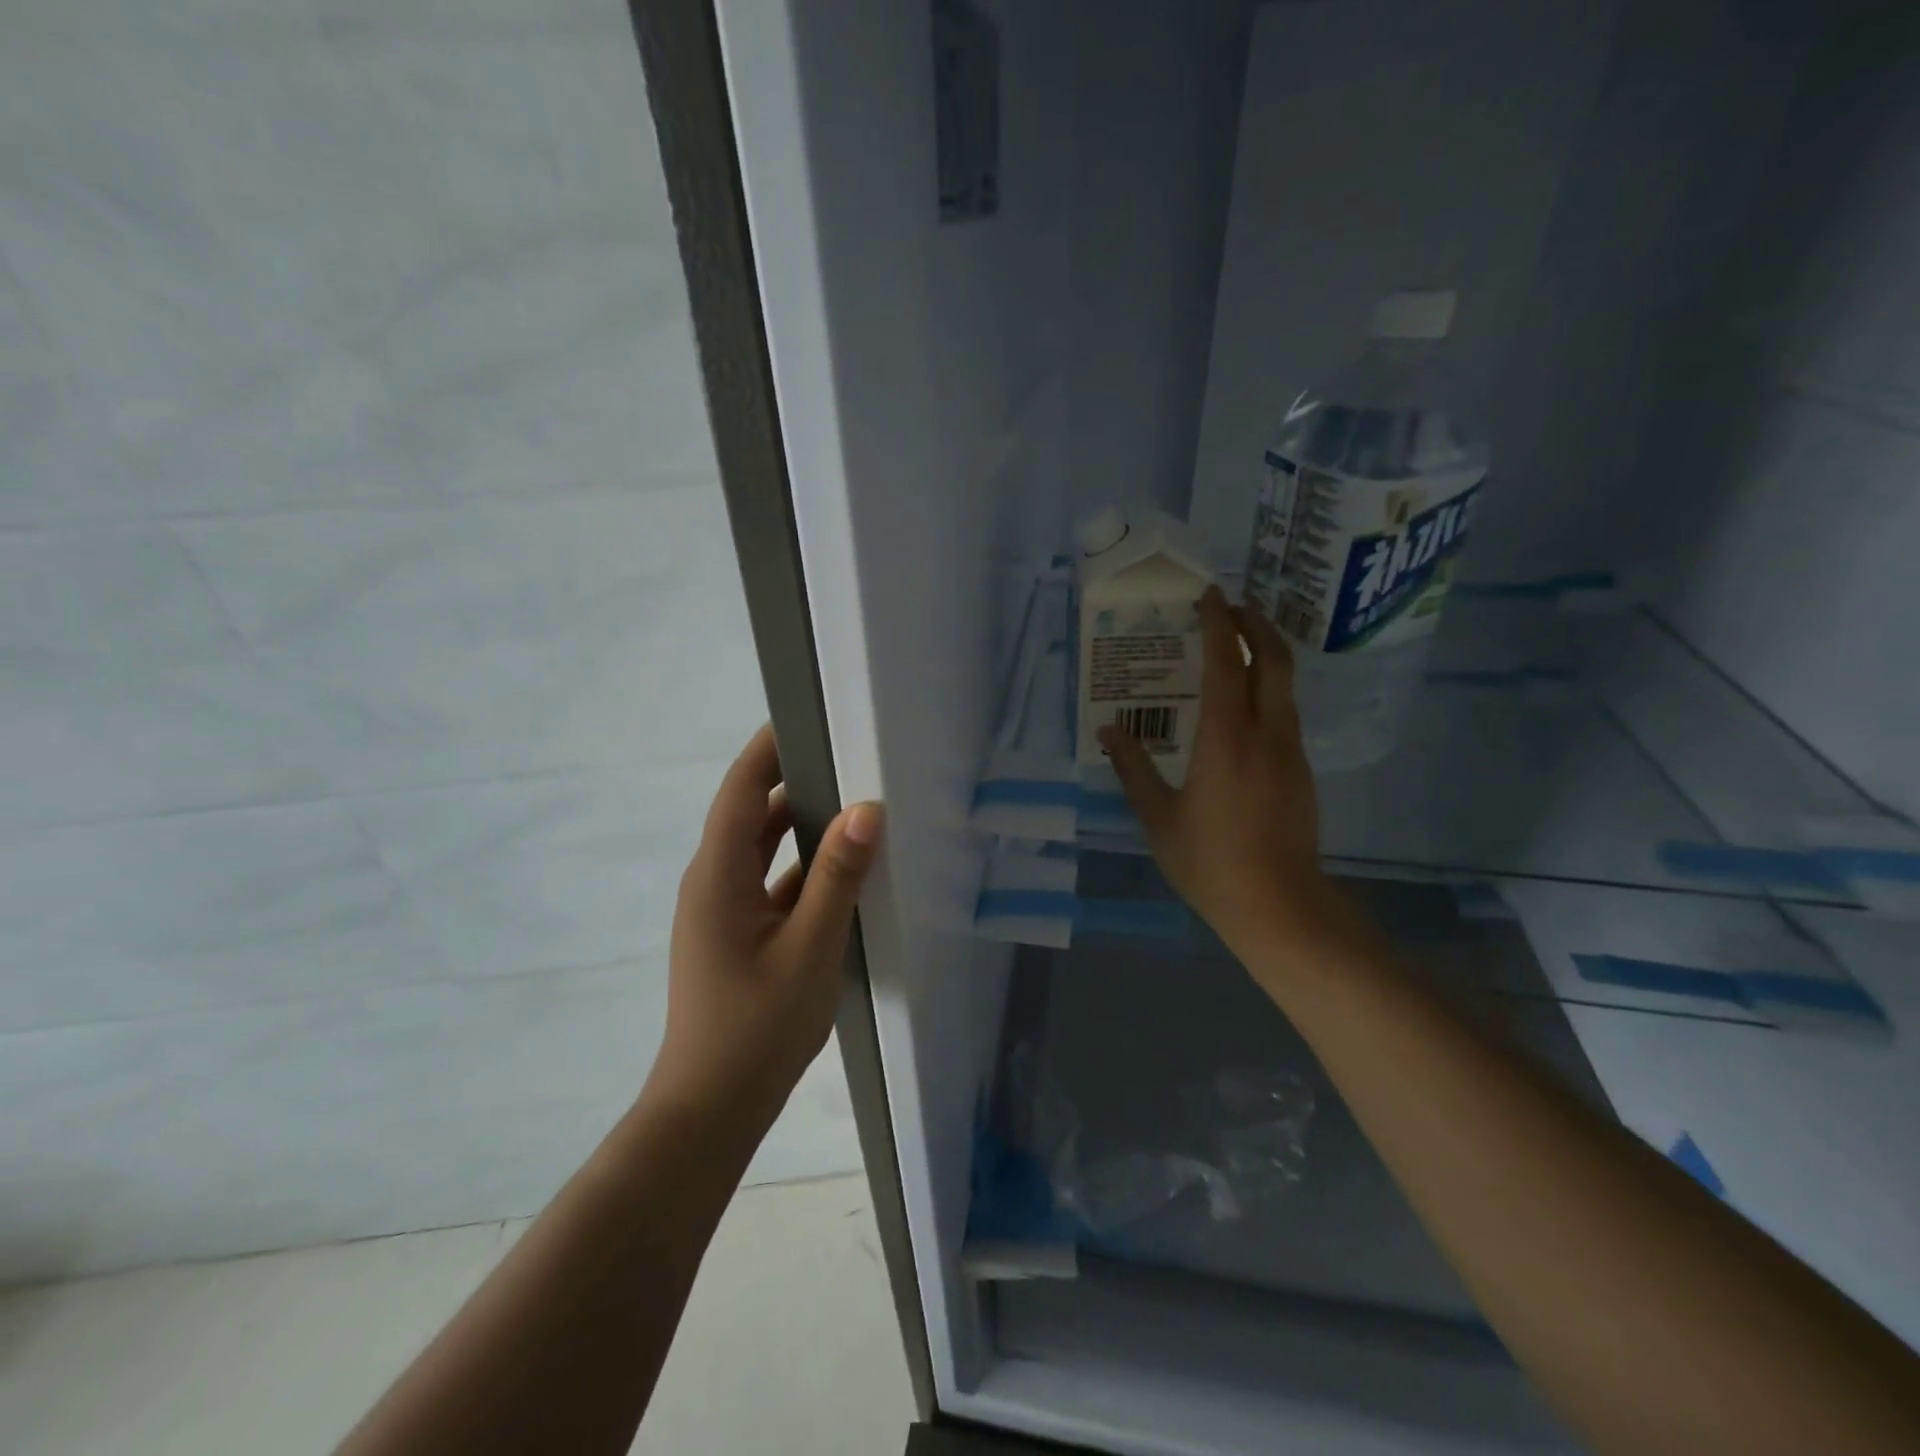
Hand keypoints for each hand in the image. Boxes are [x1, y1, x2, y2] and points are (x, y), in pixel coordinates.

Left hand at [649, 724, 882, 1131]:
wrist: (712, 1108)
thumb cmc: (756, 1026)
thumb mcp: (809, 947)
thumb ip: (837, 876)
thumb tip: (866, 809)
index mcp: (718, 874)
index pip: (740, 789)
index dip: (768, 748)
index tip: (808, 715)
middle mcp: (713, 881)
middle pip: (751, 813)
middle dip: (792, 780)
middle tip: (846, 754)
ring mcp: (723, 910)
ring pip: (762, 850)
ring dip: (799, 825)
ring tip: (850, 800)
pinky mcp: (737, 934)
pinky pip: (770, 882)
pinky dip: (801, 867)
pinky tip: (842, 870)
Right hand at [1099, 586, 1363, 974]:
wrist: (1281, 907)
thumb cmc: (1211, 863)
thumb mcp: (1158, 817)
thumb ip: (1133, 768)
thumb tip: (1108, 731)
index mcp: (1226, 739)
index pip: (1226, 664)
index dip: (1218, 624)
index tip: (1209, 594)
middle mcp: (1266, 734)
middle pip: (1274, 660)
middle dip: (1256, 624)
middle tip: (1231, 607)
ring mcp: (1291, 752)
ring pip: (1285, 686)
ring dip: (1265, 655)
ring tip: (1236, 647)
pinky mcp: (1302, 771)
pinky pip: (1285, 712)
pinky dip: (1267, 689)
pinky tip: (1244, 705)